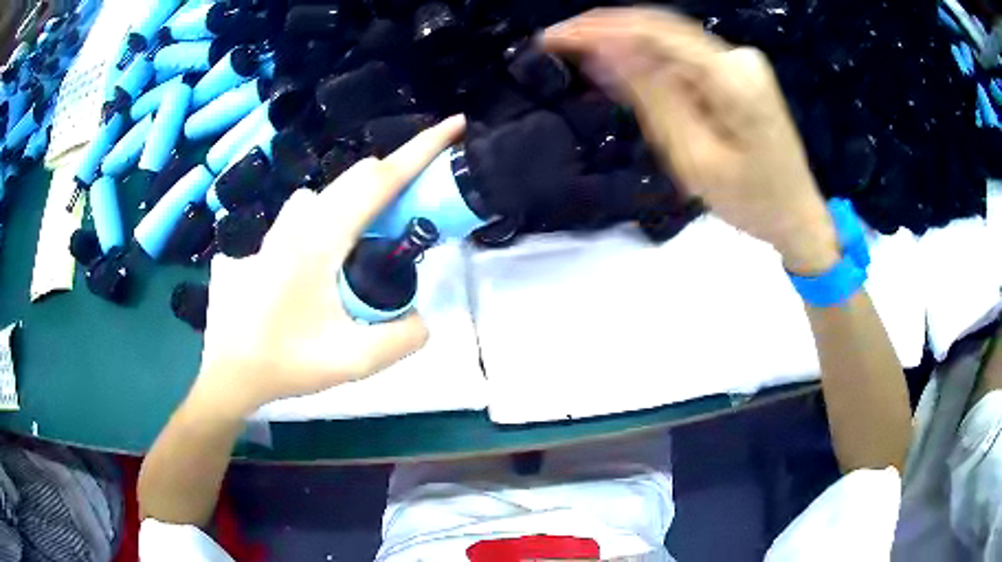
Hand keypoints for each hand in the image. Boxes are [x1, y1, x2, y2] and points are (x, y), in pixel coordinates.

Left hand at [188, 116, 465, 418]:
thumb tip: (421, 315)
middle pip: (363, 176)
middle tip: (426, 214)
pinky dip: (349, 215)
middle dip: (404, 179)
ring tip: (383, 246)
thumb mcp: (353, 361)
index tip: (456, 126)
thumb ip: (403, 337)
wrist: (231, 369)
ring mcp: (285, 224)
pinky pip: (322, 208)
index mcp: (320, 237)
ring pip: (341, 192)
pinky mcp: (278, 236)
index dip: (423, 148)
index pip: (380, 178)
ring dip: (373, 202)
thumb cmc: (284, 362)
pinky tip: (344, 258)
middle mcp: (301, 218)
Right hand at [542, 8, 839, 273]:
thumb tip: (608, 51)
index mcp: (732, 76)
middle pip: (660, 28)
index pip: (653, 32)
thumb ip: (654, 97)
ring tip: (580, 54)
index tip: (554, 38)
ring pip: (669, 41)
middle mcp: (737, 56)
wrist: (798, 215)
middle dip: (606, 30)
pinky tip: (621, 68)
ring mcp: (740, 62)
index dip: (598, 28)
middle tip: (560, 41)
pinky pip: (684, 58)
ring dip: (624, 44)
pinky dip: (650, 61)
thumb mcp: (696, 158)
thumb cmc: (753, 201)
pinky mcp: (737, 73)